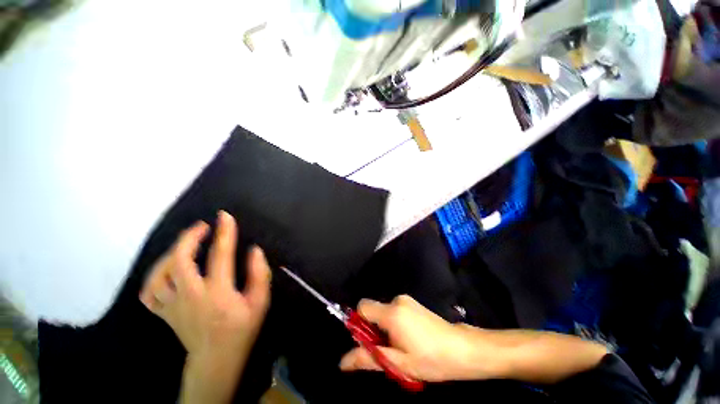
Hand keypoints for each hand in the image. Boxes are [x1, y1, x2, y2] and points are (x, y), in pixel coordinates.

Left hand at [139, 210, 270, 363]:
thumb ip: (260, 275)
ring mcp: (173, 306)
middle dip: (188, 238)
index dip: (223, 233)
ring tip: (185, 245)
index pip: (220, 255)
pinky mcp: (164, 314)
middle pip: (179, 261)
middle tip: (202, 226)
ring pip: (158, 275)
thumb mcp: (260, 302)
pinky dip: (153, 278)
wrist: (216, 360)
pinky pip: (149, 293)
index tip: (224, 216)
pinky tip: (165, 272)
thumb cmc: (242, 329)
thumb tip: (255, 251)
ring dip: (170, 254)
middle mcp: (191, 296)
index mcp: (217, 293)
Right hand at [339, 295, 482, 381]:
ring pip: (384, 312)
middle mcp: (397, 301)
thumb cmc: (430, 359)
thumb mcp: (397, 364)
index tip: (369, 342)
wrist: (462, 349)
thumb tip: (342, 362)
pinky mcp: (413, 303)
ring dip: (385, 328)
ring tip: (401, 348)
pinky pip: (394, 310)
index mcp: (391, 313)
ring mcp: (407, 300)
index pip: (363, 307)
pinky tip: (409, 339)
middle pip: (373, 310)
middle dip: (374, 330)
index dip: (359, 323)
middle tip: (387, 351)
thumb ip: (368, 359)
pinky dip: (394, 323)